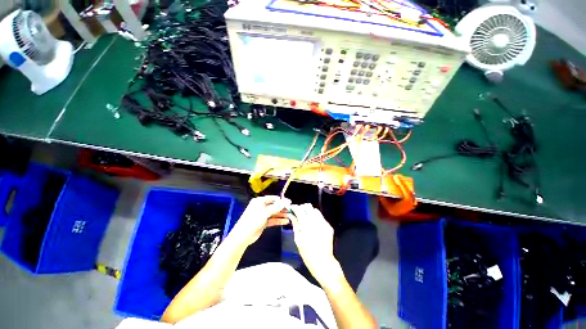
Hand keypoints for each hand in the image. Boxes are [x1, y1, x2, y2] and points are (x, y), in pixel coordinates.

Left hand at [229, 196, 290, 246]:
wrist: (243, 236)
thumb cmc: (253, 221)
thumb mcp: (265, 213)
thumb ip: (276, 207)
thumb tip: (285, 202)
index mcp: (259, 201)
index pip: (272, 198)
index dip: (281, 200)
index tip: (289, 203)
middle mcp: (261, 207)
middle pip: (274, 206)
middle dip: (282, 208)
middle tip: (291, 210)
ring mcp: (262, 215)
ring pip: (274, 213)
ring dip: (281, 215)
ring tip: (290, 216)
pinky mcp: (263, 222)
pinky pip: (272, 220)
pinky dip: (278, 220)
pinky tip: (285, 221)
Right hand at [289, 204, 342, 283]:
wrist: (323, 263)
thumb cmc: (307, 253)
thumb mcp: (298, 239)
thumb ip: (295, 224)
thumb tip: (291, 214)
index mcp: (307, 226)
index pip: (300, 210)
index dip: (294, 207)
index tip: (291, 208)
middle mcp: (316, 222)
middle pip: (308, 206)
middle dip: (302, 208)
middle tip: (298, 213)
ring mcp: (324, 223)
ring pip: (315, 210)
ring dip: (309, 211)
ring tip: (305, 218)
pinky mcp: (329, 226)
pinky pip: (321, 217)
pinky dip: (315, 218)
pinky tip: (313, 225)